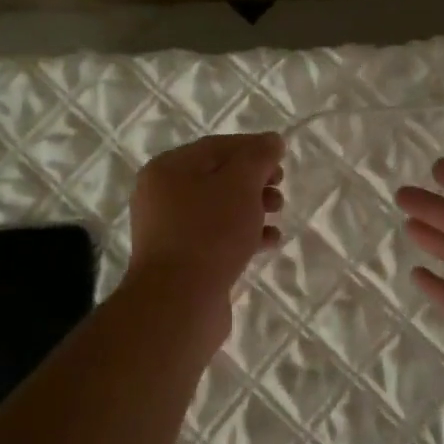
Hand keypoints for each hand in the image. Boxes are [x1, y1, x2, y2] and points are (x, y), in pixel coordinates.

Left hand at [125, 133, 284, 306]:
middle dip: (254, 180)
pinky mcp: (181, 260)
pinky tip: (269, 242)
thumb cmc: (209, 232)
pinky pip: (215, 237)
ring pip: (218, 208)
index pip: (217, 146)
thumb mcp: (240, 184)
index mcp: (167, 169)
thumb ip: (258, 157)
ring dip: (252, 207)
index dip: (253, 147)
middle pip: (217, 177)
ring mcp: (168, 230)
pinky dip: (242, 234)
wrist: (179, 303)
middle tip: (279, 187)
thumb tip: (272, 140)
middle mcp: (161, 196)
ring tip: (278, 213)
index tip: (282, 157)